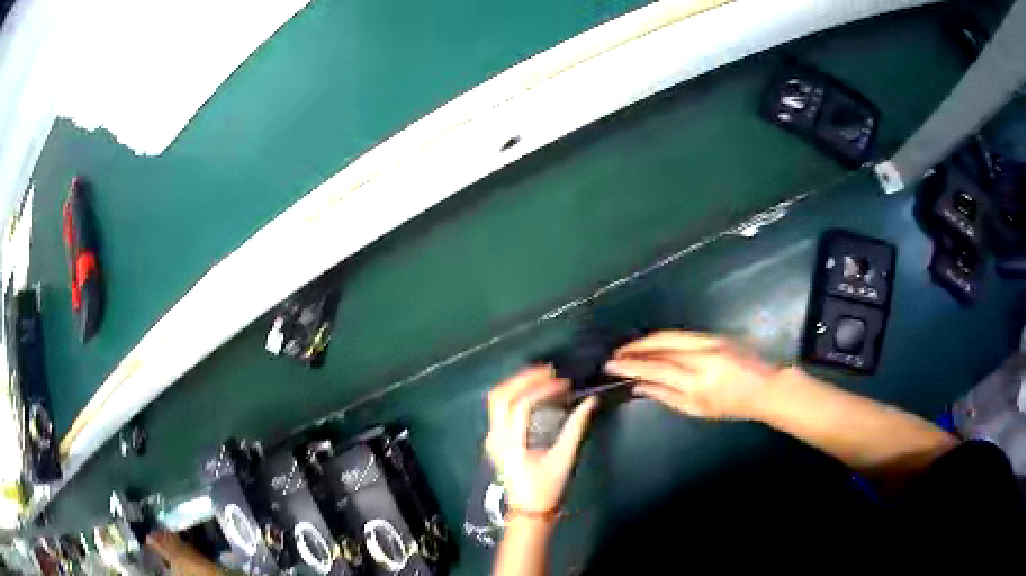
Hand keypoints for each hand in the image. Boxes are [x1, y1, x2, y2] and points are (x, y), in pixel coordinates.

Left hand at [485, 366, 597, 512]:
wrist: (528, 512)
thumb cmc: (547, 488)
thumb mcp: (564, 459)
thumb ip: (576, 428)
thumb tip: (590, 402)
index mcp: (511, 444)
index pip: (521, 405)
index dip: (542, 389)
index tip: (563, 383)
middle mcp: (496, 437)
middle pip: (500, 396)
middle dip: (523, 379)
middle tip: (549, 371)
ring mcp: (492, 438)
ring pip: (496, 400)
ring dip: (517, 384)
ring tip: (541, 377)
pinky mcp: (495, 439)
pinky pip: (499, 409)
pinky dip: (514, 395)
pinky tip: (532, 393)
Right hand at [605, 331, 779, 419]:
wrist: (766, 387)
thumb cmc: (732, 406)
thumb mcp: (698, 410)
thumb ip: (667, 396)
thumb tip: (639, 386)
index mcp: (697, 384)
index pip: (656, 370)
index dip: (631, 367)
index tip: (611, 366)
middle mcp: (702, 359)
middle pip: (660, 348)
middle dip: (634, 349)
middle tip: (616, 354)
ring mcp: (710, 342)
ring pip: (670, 336)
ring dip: (646, 341)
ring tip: (629, 348)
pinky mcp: (715, 335)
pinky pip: (682, 335)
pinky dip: (663, 338)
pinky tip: (653, 343)